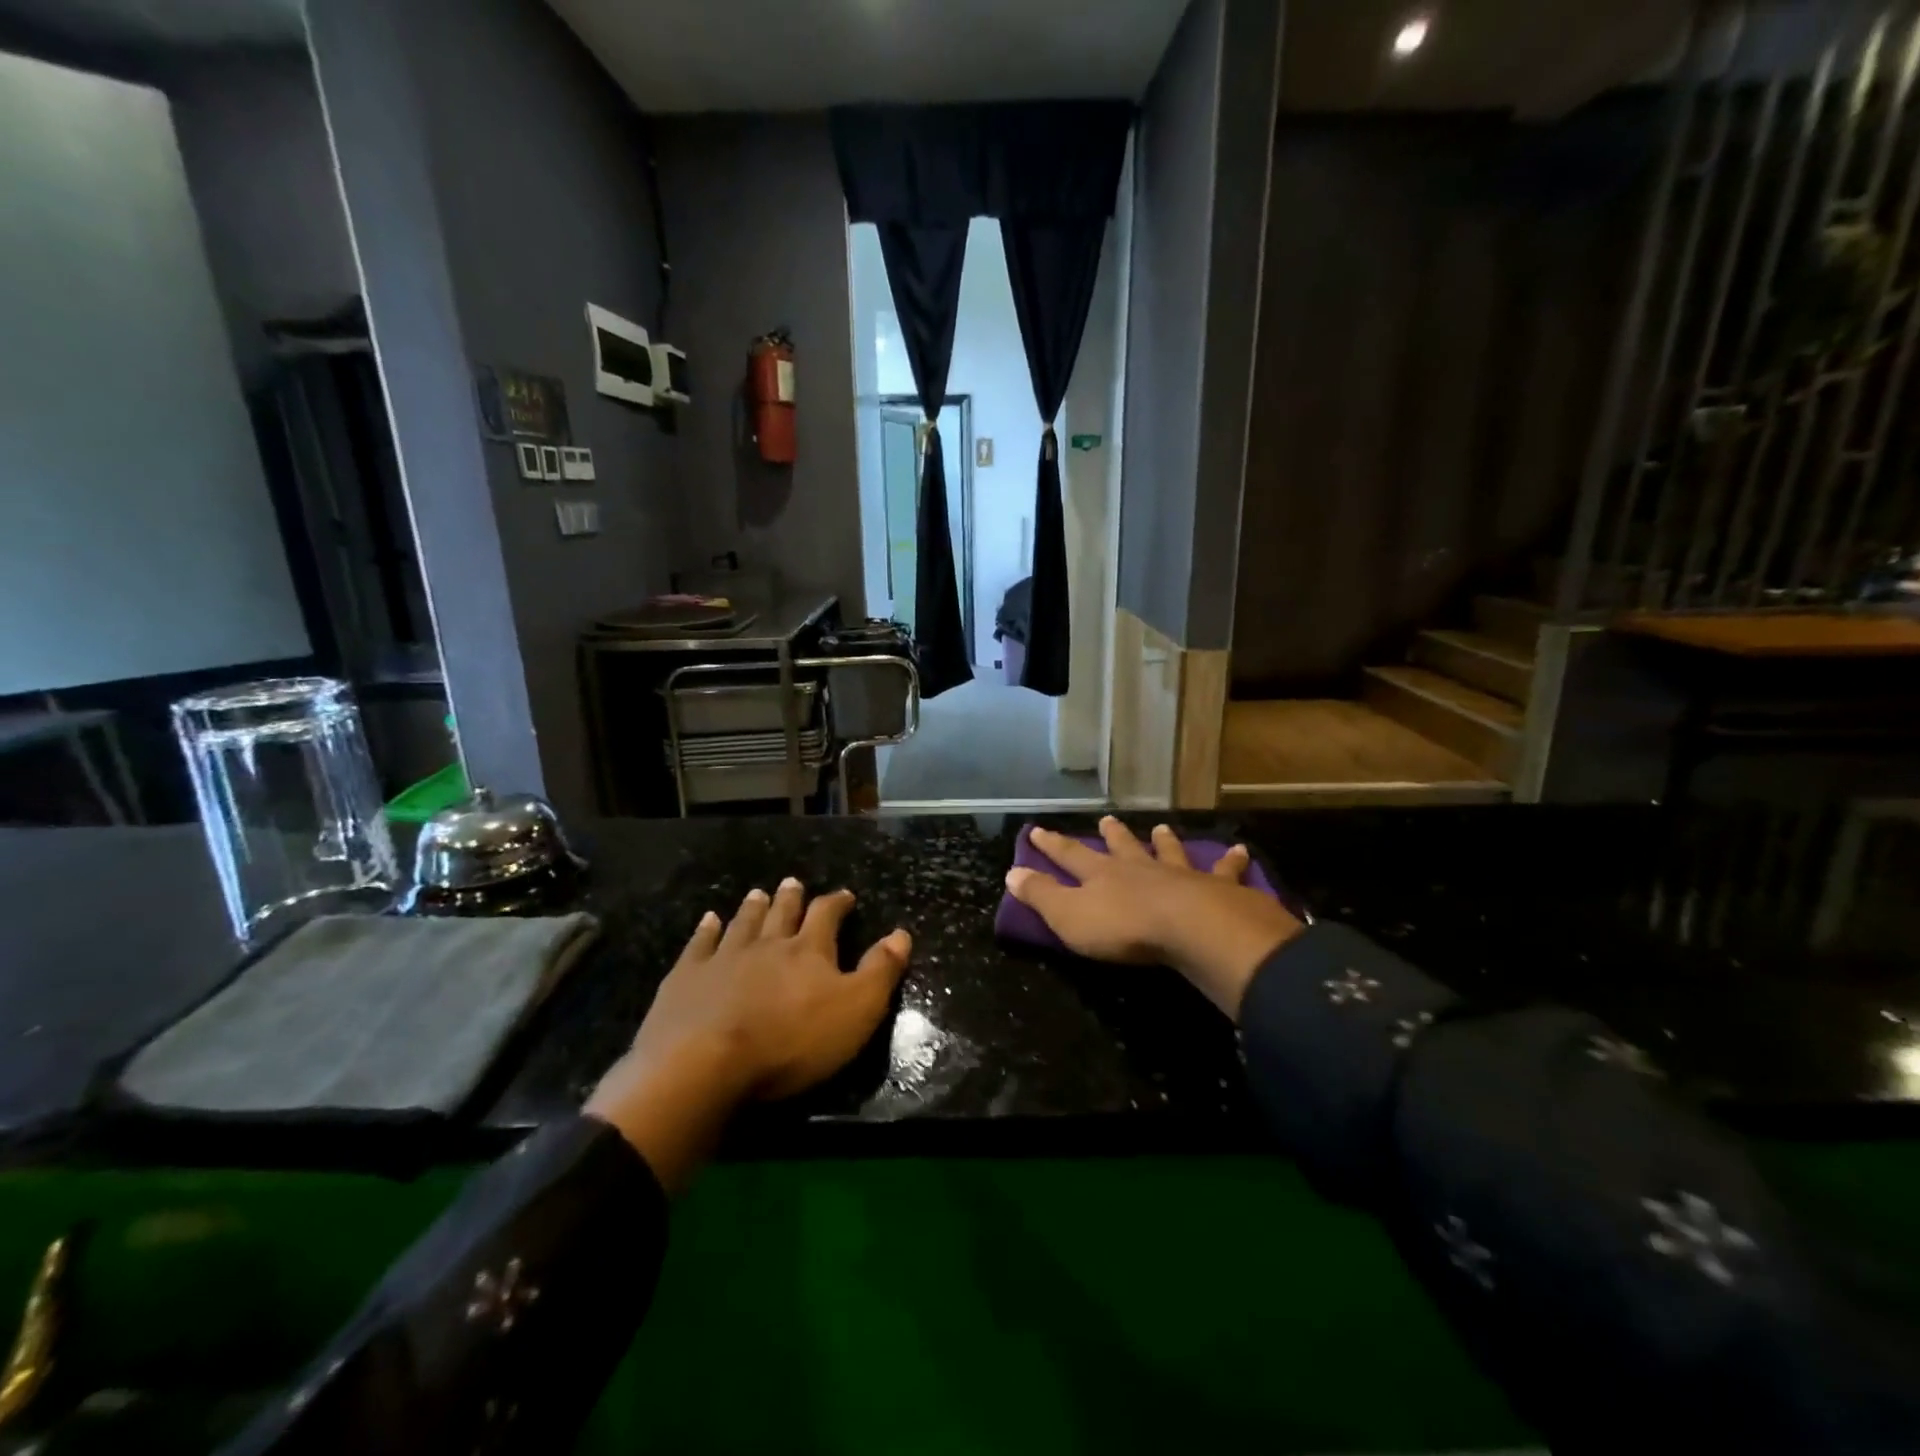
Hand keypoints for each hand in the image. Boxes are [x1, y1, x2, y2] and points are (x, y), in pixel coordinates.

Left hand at [585, 880, 911, 1190]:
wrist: (704, 1064)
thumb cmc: (790, 1042)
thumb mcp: (855, 1011)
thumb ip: (880, 971)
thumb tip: (901, 934)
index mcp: (808, 951)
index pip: (826, 916)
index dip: (837, 903)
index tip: (844, 895)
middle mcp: (767, 944)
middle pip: (781, 913)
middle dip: (791, 897)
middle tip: (793, 882)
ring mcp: (723, 957)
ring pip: (743, 923)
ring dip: (753, 907)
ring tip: (758, 893)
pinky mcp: (686, 977)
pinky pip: (699, 944)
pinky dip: (706, 930)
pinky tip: (708, 920)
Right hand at [1006, 818, 1302, 1017]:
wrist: (1190, 930)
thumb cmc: (1124, 928)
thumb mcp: (1069, 916)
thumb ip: (1041, 895)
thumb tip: (1012, 872)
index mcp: (1101, 875)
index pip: (1069, 855)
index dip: (1052, 844)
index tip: (1037, 829)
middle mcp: (1138, 868)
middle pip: (1121, 847)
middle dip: (1111, 835)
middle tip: (1106, 819)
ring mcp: (1178, 875)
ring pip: (1168, 853)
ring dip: (1163, 842)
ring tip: (1161, 828)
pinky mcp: (1215, 889)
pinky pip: (1224, 872)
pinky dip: (1231, 862)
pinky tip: (1240, 851)